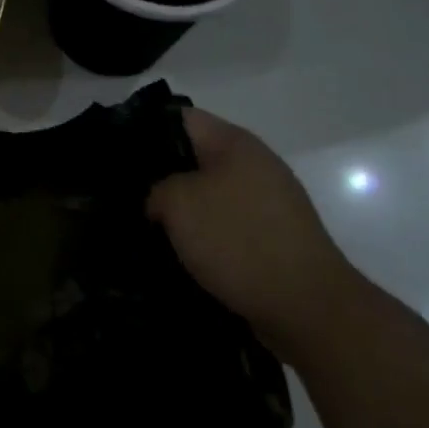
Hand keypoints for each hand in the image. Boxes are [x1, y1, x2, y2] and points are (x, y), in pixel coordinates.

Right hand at [148, 108, 364, 362]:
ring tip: (148, 229)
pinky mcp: (275, 239)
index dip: (145, 130)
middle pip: (195, 157)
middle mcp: (255, 164)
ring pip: (211, 195)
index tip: (118, 155)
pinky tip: (182, 255)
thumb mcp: (178, 204)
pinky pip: (228, 226)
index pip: (179, 118)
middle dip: (162, 175)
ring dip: (184, 211)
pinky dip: (206, 237)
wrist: (310, 309)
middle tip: (127, 195)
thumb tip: (157, 200)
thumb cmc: (240, 241)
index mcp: (234, 142)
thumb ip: (156, 189)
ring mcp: (269, 203)